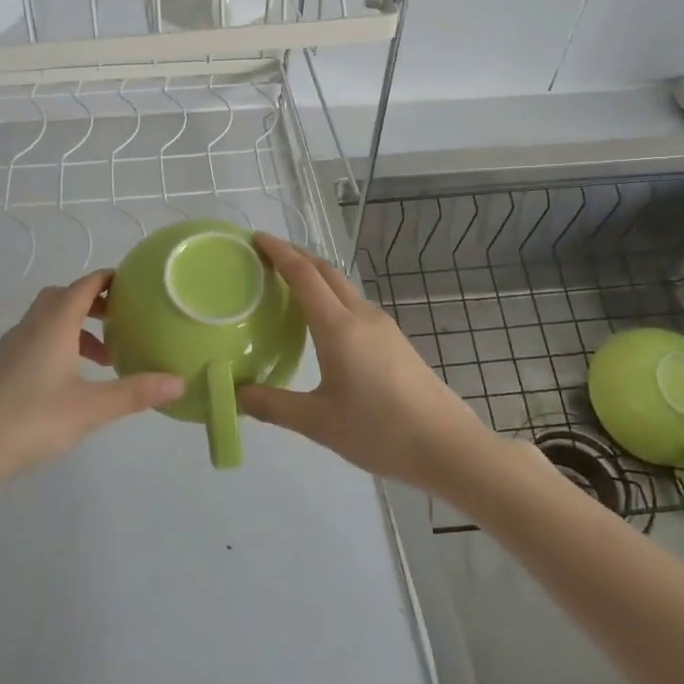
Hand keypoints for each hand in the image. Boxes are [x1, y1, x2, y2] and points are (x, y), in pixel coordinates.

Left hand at [0, 271, 182, 494]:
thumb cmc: (30, 422)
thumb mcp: (90, 409)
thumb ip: (135, 392)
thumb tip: (180, 381)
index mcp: (54, 324)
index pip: (85, 285)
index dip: (110, 279)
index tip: (137, 284)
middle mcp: (32, 326)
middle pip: (65, 296)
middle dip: (95, 302)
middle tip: (124, 319)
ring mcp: (12, 346)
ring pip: (49, 319)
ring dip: (78, 326)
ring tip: (105, 357)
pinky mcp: (2, 367)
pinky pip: (38, 338)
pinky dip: (61, 344)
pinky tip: (72, 379)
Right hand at [237, 235, 498, 490]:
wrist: (447, 445)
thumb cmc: (380, 430)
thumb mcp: (319, 423)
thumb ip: (274, 406)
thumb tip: (236, 396)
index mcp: (338, 327)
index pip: (303, 274)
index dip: (278, 252)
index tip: (256, 238)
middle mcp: (361, 315)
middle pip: (325, 271)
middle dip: (296, 256)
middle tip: (266, 257)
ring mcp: (382, 325)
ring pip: (343, 286)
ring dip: (315, 275)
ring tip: (289, 285)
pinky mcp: (394, 339)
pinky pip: (354, 303)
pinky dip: (331, 296)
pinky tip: (322, 321)